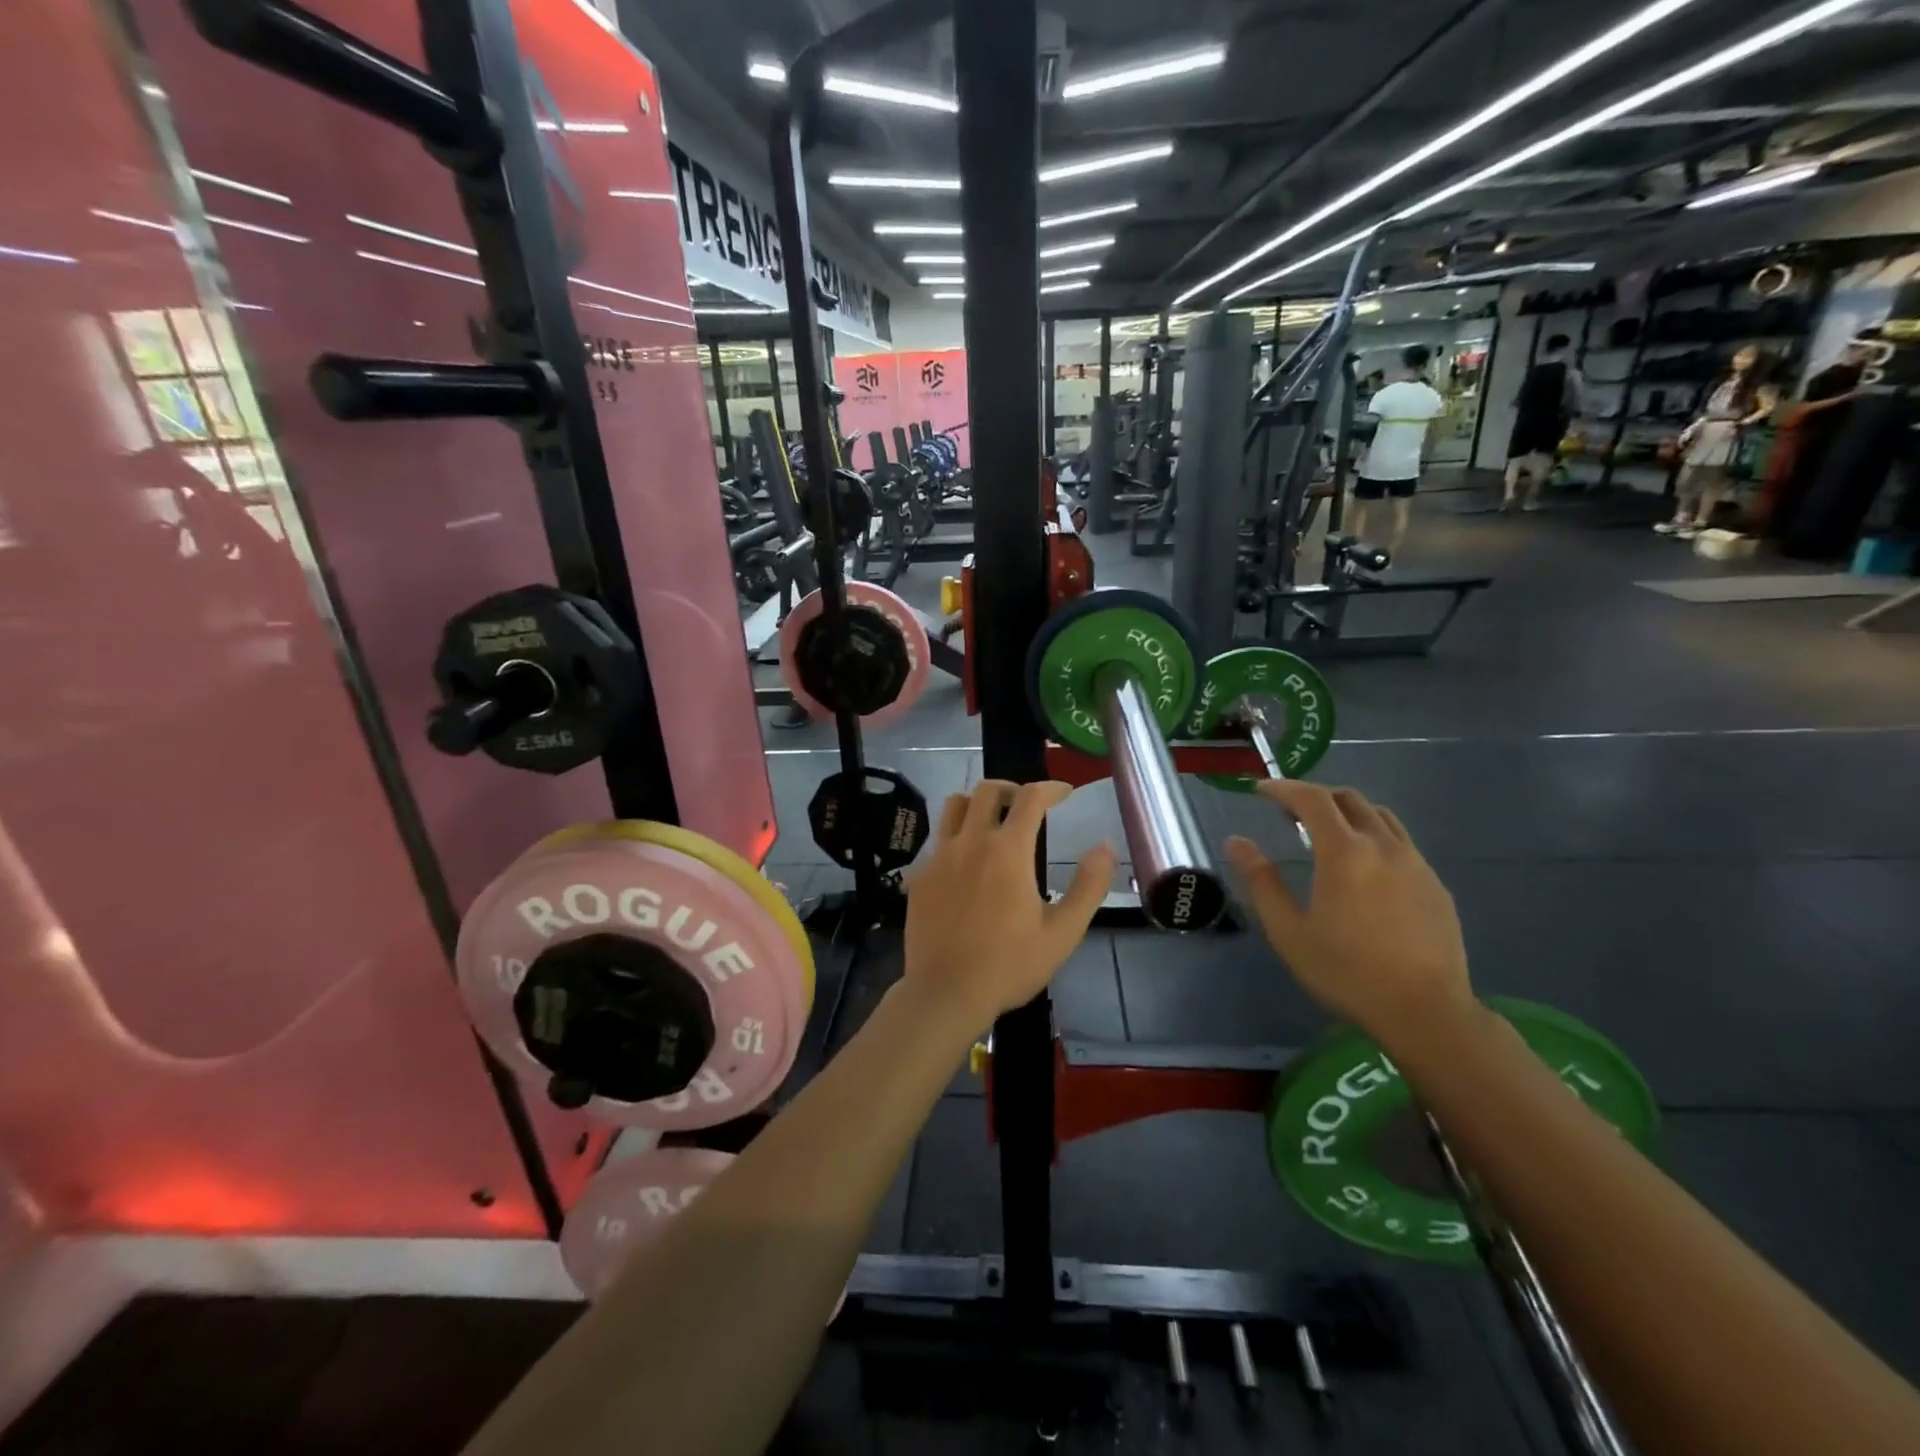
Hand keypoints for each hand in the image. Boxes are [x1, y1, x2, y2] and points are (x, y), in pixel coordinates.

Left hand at [903, 780, 1113, 1035]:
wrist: (946, 993)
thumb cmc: (1009, 965)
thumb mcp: (1063, 932)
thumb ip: (1089, 886)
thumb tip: (1105, 847)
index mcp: (1008, 850)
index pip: (1031, 797)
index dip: (1051, 788)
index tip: (1065, 793)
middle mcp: (971, 841)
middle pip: (988, 789)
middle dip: (1013, 789)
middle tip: (1028, 806)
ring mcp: (939, 856)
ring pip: (955, 805)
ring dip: (977, 803)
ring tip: (993, 822)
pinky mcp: (920, 874)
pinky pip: (938, 838)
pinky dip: (957, 835)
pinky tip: (966, 862)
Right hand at [1225, 780, 1472, 1047]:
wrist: (1425, 1012)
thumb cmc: (1346, 972)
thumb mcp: (1288, 931)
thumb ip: (1261, 881)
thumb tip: (1236, 842)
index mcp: (1344, 853)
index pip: (1312, 799)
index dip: (1283, 788)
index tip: (1260, 790)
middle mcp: (1383, 846)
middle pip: (1349, 799)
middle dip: (1315, 796)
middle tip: (1288, 812)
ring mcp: (1415, 863)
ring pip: (1380, 816)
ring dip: (1347, 812)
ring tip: (1326, 832)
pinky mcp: (1435, 884)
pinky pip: (1400, 842)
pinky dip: (1373, 836)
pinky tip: (1363, 868)